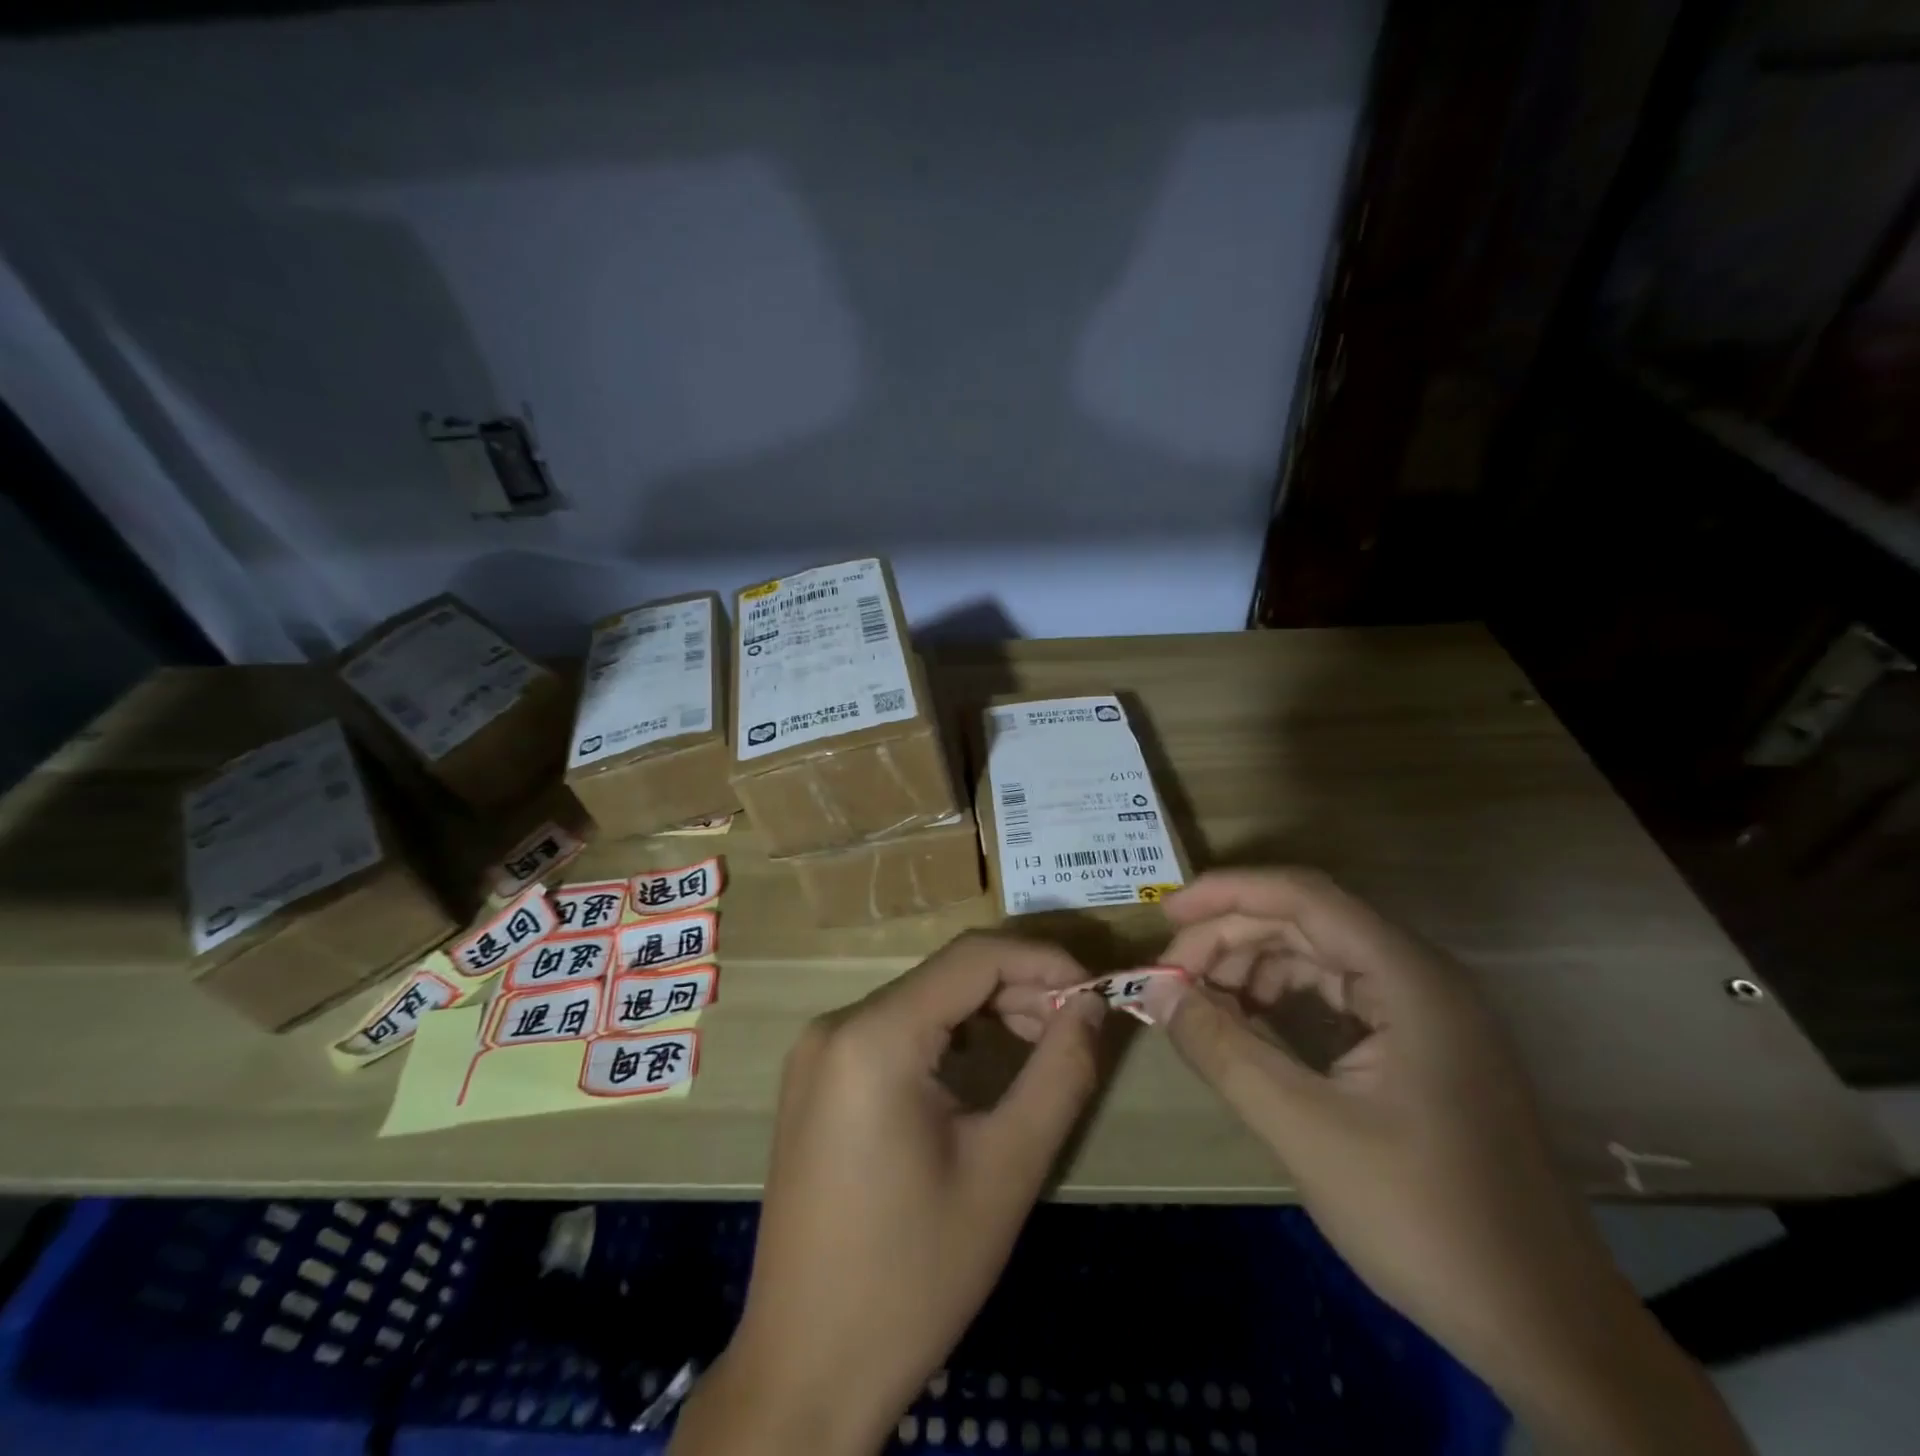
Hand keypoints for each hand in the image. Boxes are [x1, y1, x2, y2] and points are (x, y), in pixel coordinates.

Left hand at [671, 933, 1104, 1455]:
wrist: (807, 1368)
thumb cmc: (914, 1276)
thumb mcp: (1006, 1171)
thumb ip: (1059, 1074)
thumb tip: (1091, 1005)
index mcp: (874, 1036)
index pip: (972, 957)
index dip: (1041, 959)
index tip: (1094, 987)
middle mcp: (836, 1025)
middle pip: (945, 976)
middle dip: (1017, 990)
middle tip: (1074, 1028)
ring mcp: (818, 1051)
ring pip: (921, 1000)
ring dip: (985, 1012)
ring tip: (1039, 1047)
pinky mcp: (816, 1078)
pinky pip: (893, 1030)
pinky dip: (946, 1034)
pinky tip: (980, 1066)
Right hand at [1145, 869, 1746, 1455]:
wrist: (1549, 1329)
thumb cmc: (1427, 1221)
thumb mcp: (1306, 1131)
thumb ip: (1223, 1050)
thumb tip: (1154, 989)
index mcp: (1408, 978)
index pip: (1303, 896)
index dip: (1227, 894)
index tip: (1165, 916)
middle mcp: (1419, 976)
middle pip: (1306, 920)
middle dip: (1230, 937)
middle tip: (1171, 976)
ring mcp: (1424, 1010)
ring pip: (1318, 954)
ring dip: (1252, 966)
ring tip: (1200, 1002)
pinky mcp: (1419, 1044)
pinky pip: (1336, 993)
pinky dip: (1282, 998)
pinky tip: (1248, 1026)